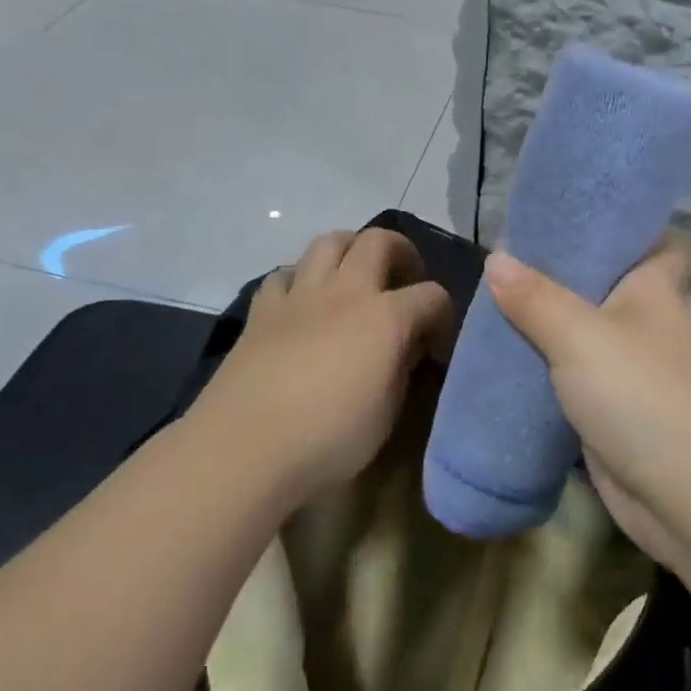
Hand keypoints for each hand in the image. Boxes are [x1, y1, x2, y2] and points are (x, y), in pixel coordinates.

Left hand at [187, 228, 453, 504]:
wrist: (246, 450)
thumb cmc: (330, 437)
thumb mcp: (388, 411)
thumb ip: (403, 368)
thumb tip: (406, 347)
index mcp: (386, 317)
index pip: (432, 296)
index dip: (443, 317)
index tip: (438, 345)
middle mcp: (346, 291)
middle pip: (379, 241)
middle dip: (402, 253)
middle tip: (404, 281)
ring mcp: (300, 296)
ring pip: (329, 242)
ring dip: (350, 250)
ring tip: (356, 277)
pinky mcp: (262, 311)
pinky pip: (285, 275)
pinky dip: (301, 280)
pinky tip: (304, 304)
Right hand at [484, 237, 690, 570]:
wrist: (690, 497)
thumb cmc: (643, 394)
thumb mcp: (580, 336)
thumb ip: (536, 298)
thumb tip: (497, 257)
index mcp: (655, 288)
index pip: (655, 240)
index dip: (624, 226)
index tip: (574, 216)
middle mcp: (648, 322)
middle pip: (606, 285)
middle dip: (563, 275)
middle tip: (508, 261)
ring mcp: (633, 370)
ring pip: (585, 335)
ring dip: (549, 326)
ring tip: (495, 306)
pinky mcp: (615, 412)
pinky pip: (575, 380)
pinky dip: (547, 372)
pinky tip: (506, 364)